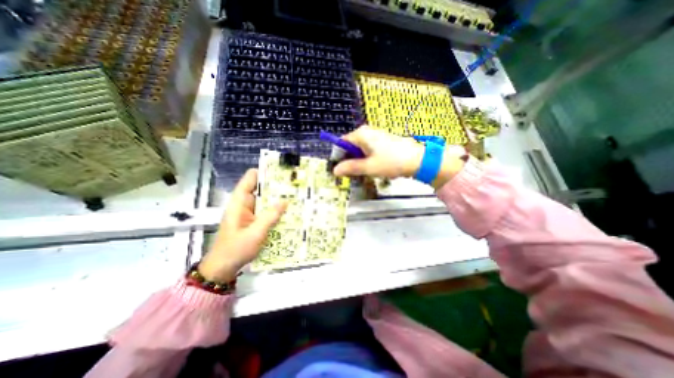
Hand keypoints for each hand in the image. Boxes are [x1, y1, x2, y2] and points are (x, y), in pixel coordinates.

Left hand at [198, 170, 285, 280]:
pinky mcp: (254, 221)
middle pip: (261, 188)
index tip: (280, 170)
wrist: (223, 268)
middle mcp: (245, 204)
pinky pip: (267, 211)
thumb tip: (285, 201)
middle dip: (276, 186)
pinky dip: (276, 210)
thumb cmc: (235, 249)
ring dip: (278, 198)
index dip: (263, 172)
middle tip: (295, 184)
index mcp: (239, 202)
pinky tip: (289, 211)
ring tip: (296, 195)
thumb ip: (270, 216)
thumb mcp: (255, 233)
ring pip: (265, 200)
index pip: (250, 179)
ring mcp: (250, 213)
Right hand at [333, 125, 469, 188]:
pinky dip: (366, 160)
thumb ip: (350, 168)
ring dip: (358, 162)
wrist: (418, 160)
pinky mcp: (382, 142)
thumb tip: (335, 170)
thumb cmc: (391, 162)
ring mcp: (375, 137)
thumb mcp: (368, 167)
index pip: (341, 143)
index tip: (339, 170)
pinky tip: (372, 169)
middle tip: (351, 175)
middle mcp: (366, 132)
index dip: (338, 157)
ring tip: (362, 174)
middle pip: (350, 147)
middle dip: (349, 161)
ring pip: (359, 150)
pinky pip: (368, 151)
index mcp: (361, 134)